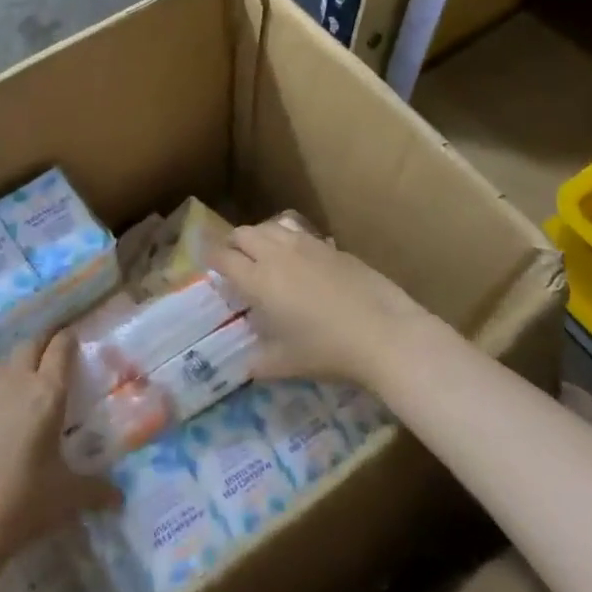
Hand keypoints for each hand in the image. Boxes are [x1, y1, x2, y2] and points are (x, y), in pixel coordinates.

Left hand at [0, 333, 119, 577]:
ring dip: (15, 364)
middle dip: (43, 343)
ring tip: (22, 384)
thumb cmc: (20, 504)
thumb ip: (96, 492)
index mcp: (47, 393)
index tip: (73, 338)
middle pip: (30, 344)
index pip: (60, 348)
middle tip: (52, 354)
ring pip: (1, 362)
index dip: (68, 339)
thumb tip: (119, 498)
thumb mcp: (66, 498)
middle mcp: (14, 381)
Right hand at [208, 217, 425, 387]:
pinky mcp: (331, 246)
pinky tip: (299, 261)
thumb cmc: (327, 350)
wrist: (383, 332)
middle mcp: (276, 254)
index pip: (223, 257)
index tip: (208, 264)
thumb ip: (259, 362)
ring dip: (260, 237)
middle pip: (243, 233)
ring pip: (270, 226)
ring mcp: (306, 245)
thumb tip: (245, 365)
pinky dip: (288, 241)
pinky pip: (298, 233)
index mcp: (258, 280)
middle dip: (233, 244)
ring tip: (264, 256)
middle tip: (235, 262)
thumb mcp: (286, 364)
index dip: (210, 257)